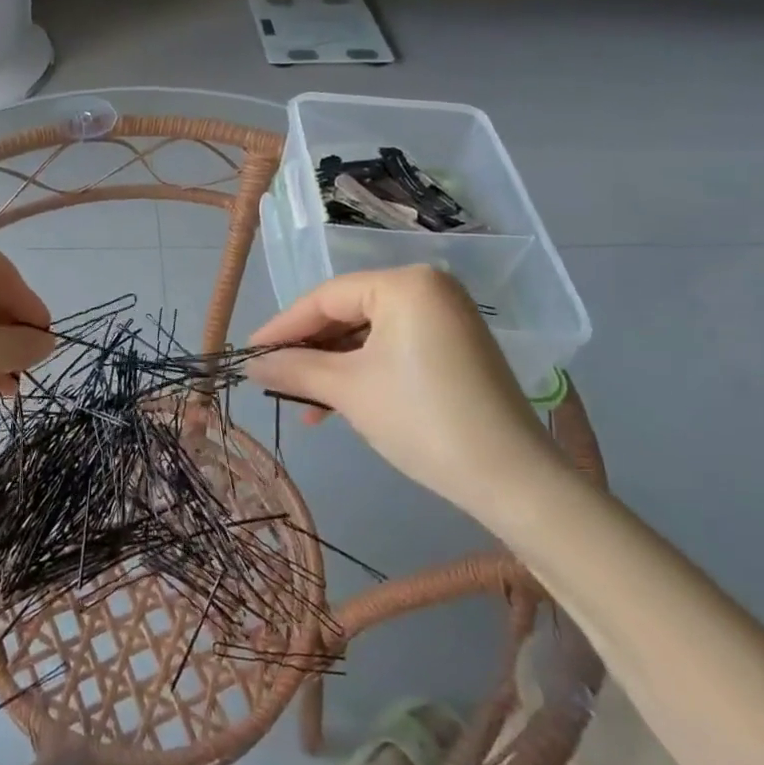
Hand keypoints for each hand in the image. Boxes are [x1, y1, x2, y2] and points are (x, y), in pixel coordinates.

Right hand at [245, 267, 566, 524]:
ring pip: (368, 334)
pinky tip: (338, 404)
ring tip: (304, 403)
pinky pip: (394, 348)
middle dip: (309, 350)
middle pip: (348, 313)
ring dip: (333, 367)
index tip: (249, 354)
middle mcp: (428, 288)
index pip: (326, 297)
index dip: (283, 327)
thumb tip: (250, 364)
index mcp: (405, 283)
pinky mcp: (456, 347)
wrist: (513, 481)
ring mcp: (446, 317)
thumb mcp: (349, 390)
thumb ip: (295, 369)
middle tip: (273, 378)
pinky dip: (363, 372)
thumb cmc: (422, 420)